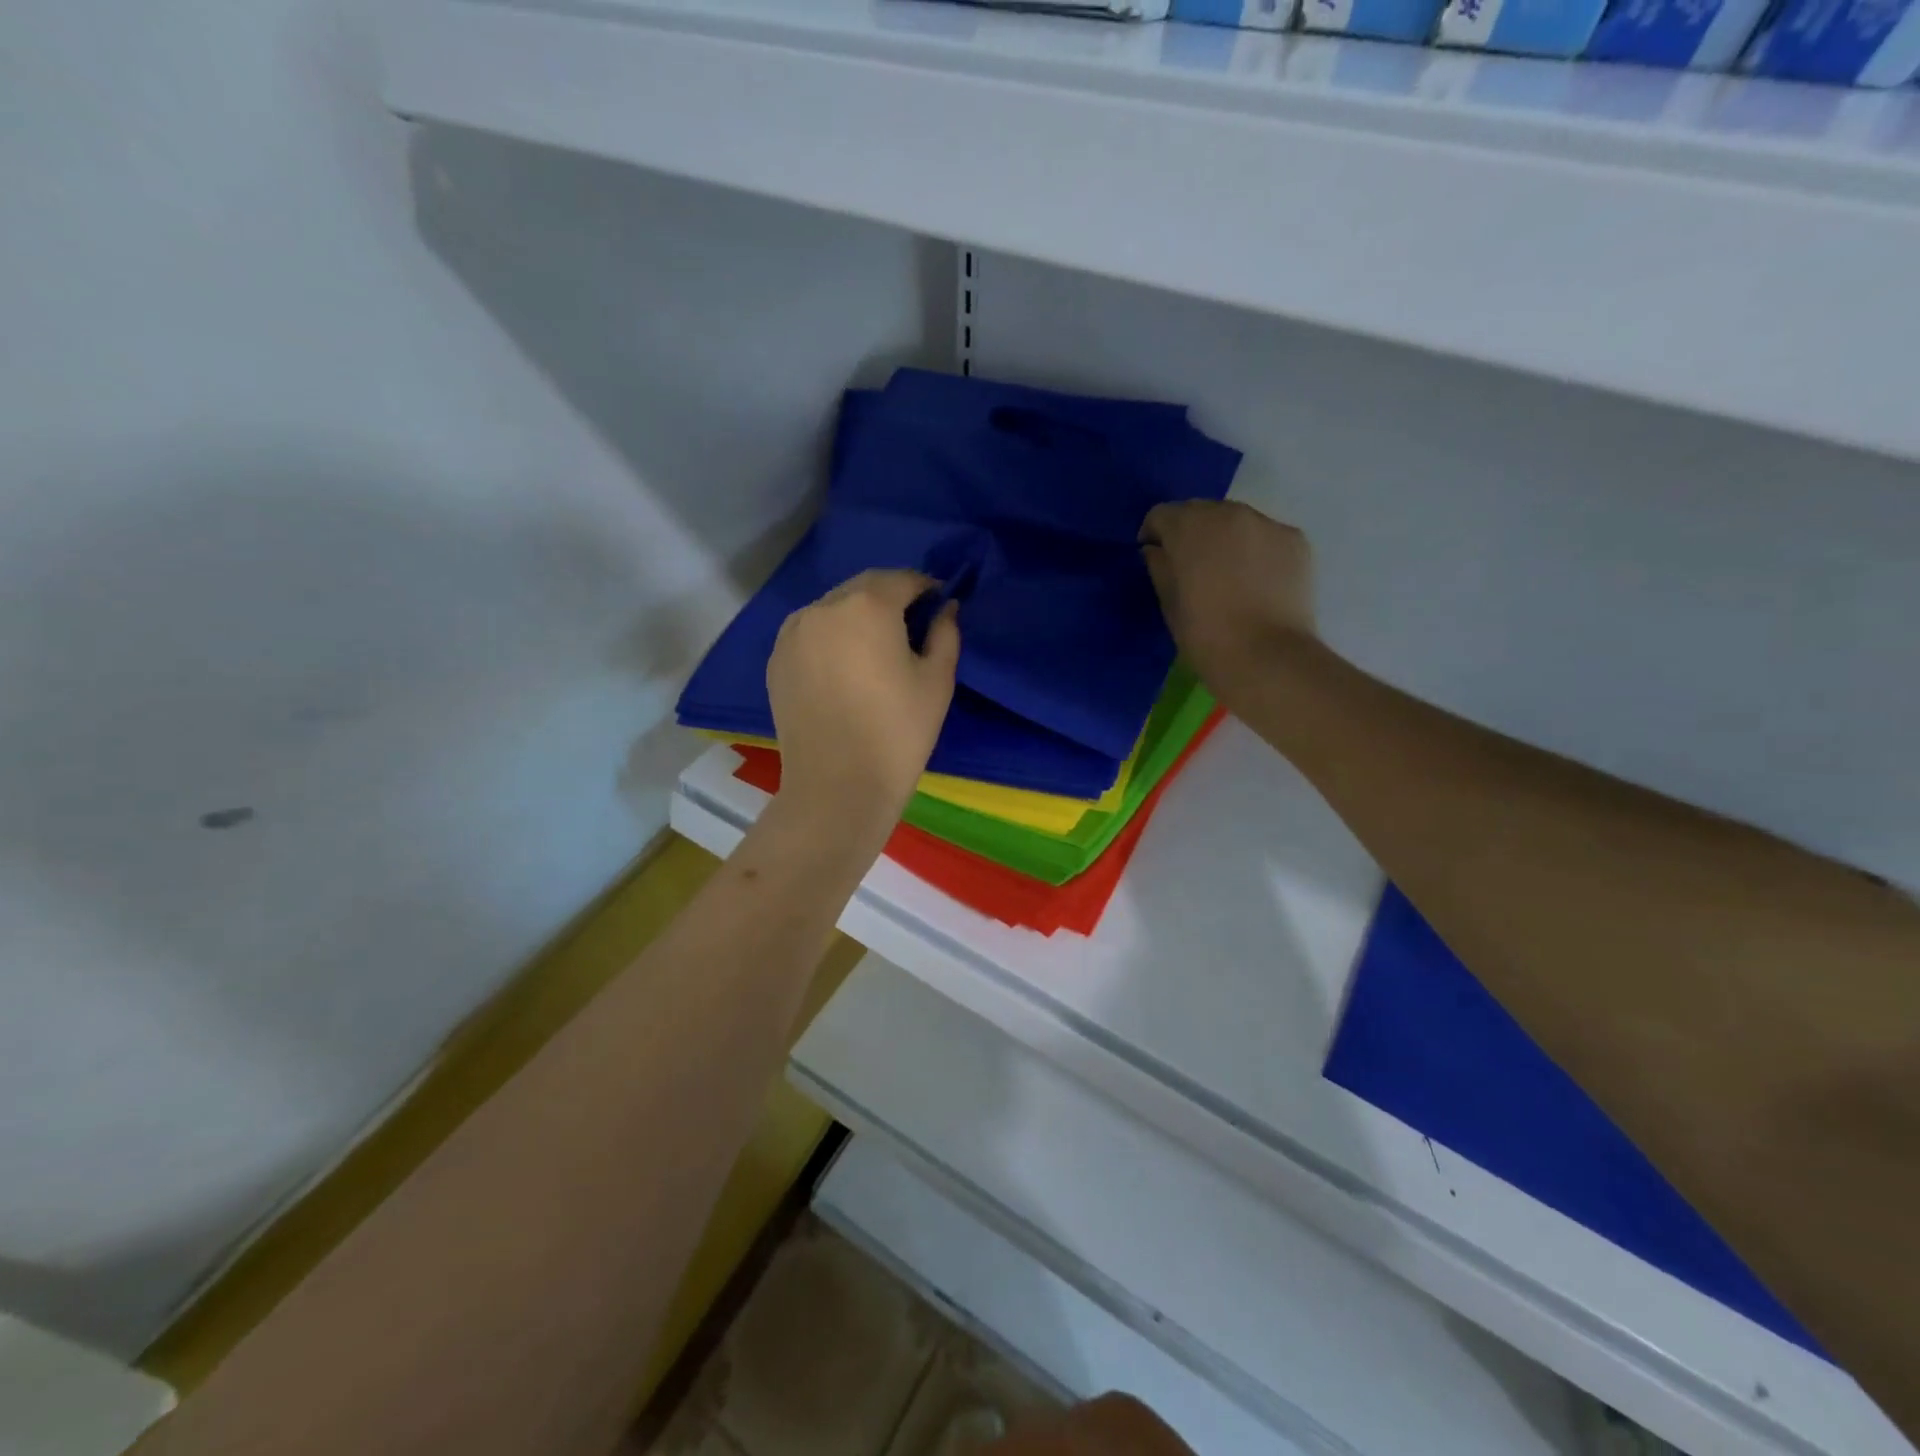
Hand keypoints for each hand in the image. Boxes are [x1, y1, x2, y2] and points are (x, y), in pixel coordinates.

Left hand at [765, 570, 959, 832]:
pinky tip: (845, 667)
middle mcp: (823, 607)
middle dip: (890, 598)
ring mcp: (793, 633)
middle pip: (863, 588)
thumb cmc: (897, 732)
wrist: (837, 786)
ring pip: (833, 609)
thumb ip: (945, 633)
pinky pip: (810, 634)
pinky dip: (831, 637)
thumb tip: (946, 609)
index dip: (926, 588)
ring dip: (857, 616)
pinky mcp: (776, 660)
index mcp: (867, 605)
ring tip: (876, 648)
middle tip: (911, 625)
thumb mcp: (937, 681)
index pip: (902, 579)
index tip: (940, 604)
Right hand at [1139, 500, 1316, 684]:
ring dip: (1225, 538)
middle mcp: (1229, 513)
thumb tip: (1156, 551)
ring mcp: (1267, 523)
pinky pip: (1265, 536)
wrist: (1267, 658)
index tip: (1154, 556)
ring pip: (1236, 520)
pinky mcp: (1296, 540)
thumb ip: (1160, 568)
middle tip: (1191, 565)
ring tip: (1227, 572)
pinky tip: (1257, 581)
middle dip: (1191, 532)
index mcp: (1190, 528)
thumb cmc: (1206, 635)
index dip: (1153, 534)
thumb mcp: (1169, 604)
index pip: (1162, 515)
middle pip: (1201, 511)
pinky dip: (1256, 550)